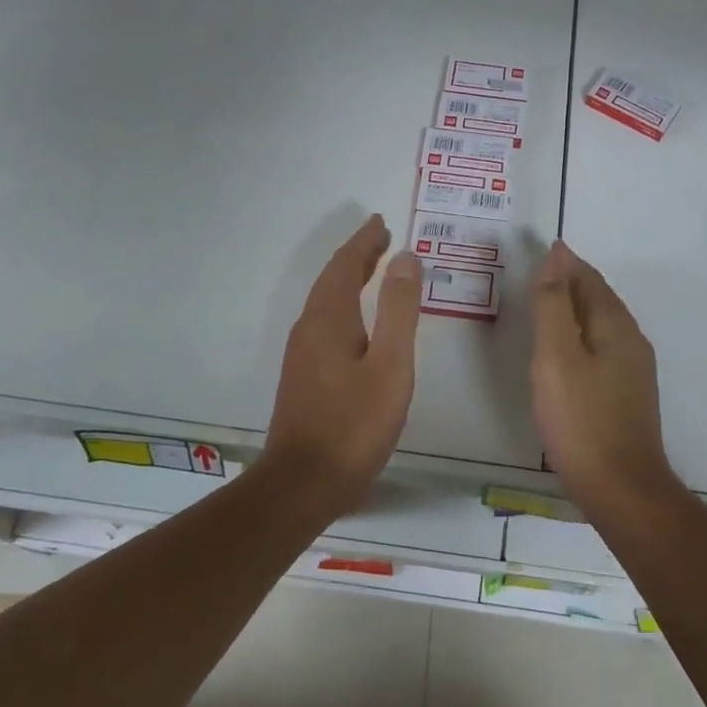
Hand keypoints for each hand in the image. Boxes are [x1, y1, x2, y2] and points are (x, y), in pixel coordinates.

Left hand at [264, 214, 423, 516]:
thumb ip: (398, 309)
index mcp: (329, 318)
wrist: (302, 484)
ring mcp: (302, 353)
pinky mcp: (303, 375)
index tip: (381, 222)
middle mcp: (309, 327)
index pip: (346, 265)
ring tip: (373, 267)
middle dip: (357, 255)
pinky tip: (356, 320)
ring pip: (326, 300)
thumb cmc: (354, 424)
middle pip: (332, 278)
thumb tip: (405, 258)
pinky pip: (324, 321)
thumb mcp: (390, 364)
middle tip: (381, 238)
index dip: (364, 242)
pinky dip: (344, 303)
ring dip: (349, 278)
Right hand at [530, 241, 676, 516]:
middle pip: (600, 298)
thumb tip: (557, 258)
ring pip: (602, 323)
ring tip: (549, 302)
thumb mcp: (556, 357)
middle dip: (573, 280)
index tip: (545, 247)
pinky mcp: (627, 395)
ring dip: (577, 306)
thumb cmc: (581, 420)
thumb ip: (553, 306)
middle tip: (542, 269)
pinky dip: (582, 332)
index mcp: (615, 326)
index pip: (590, 279)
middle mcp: (631, 341)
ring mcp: (634, 370)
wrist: (622, 489)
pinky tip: (567, 349)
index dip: (567, 262)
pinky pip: (602, 346)